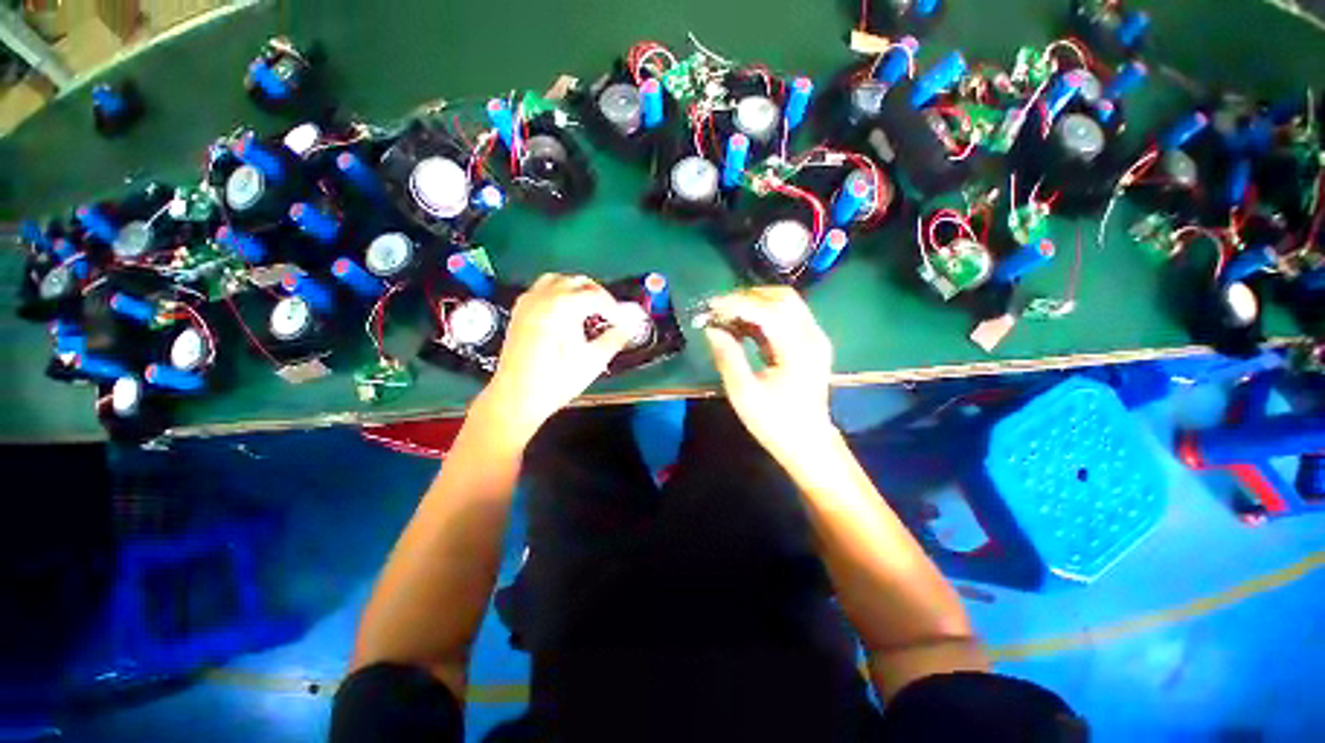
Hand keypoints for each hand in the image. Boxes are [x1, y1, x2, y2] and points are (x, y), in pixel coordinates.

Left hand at [483, 274, 630, 439]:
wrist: (518, 397)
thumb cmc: (558, 379)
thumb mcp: (594, 360)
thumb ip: (615, 338)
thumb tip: (628, 327)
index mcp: (564, 305)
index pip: (596, 296)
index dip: (613, 308)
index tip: (622, 321)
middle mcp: (544, 296)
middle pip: (577, 281)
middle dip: (597, 294)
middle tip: (609, 313)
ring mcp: (529, 302)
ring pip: (557, 280)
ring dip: (576, 289)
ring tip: (587, 309)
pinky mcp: (519, 312)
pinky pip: (541, 290)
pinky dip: (557, 293)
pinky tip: (564, 313)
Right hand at [703, 287, 836, 462]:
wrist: (808, 443)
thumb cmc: (775, 422)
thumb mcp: (744, 393)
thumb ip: (727, 356)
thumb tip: (711, 328)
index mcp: (799, 351)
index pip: (768, 311)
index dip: (737, 304)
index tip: (710, 307)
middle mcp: (813, 337)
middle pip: (782, 298)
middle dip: (746, 297)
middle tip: (718, 309)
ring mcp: (815, 338)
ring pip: (786, 303)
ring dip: (755, 303)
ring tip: (727, 316)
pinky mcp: (811, 343)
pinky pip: (787, 316)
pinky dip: (763, 314)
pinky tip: (743, 325)